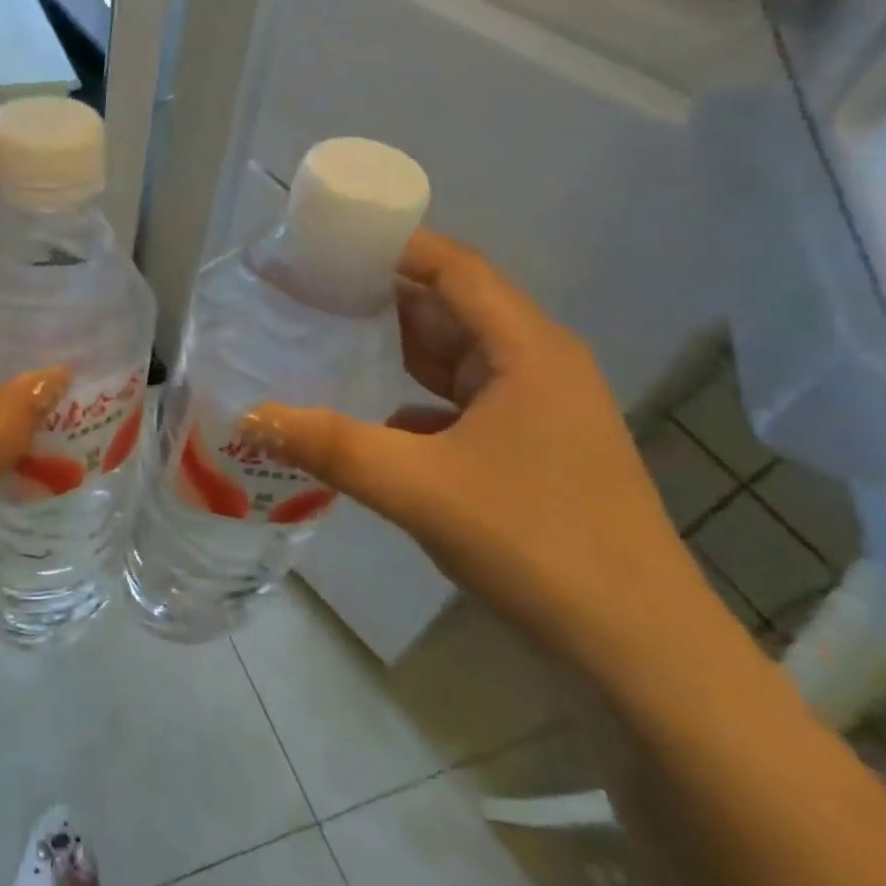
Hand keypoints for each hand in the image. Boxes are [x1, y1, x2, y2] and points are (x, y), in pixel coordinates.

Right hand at [244, 228, 726, 676]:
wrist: (636, 645)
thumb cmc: (535, 540)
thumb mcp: (417, 486)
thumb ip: (329, 446)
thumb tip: (249, 417)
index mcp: (526, 350)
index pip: (456, 268)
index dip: (396, 246)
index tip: (331, 241)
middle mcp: (536, 366)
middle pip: (451, 309)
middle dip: (381, 296)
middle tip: (308, 290)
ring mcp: (536, 411)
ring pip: (453, 360)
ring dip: (394, 349)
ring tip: (324, 338)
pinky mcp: (528, 451)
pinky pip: (456, 404)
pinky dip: (410, 399)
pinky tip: (363, 415)